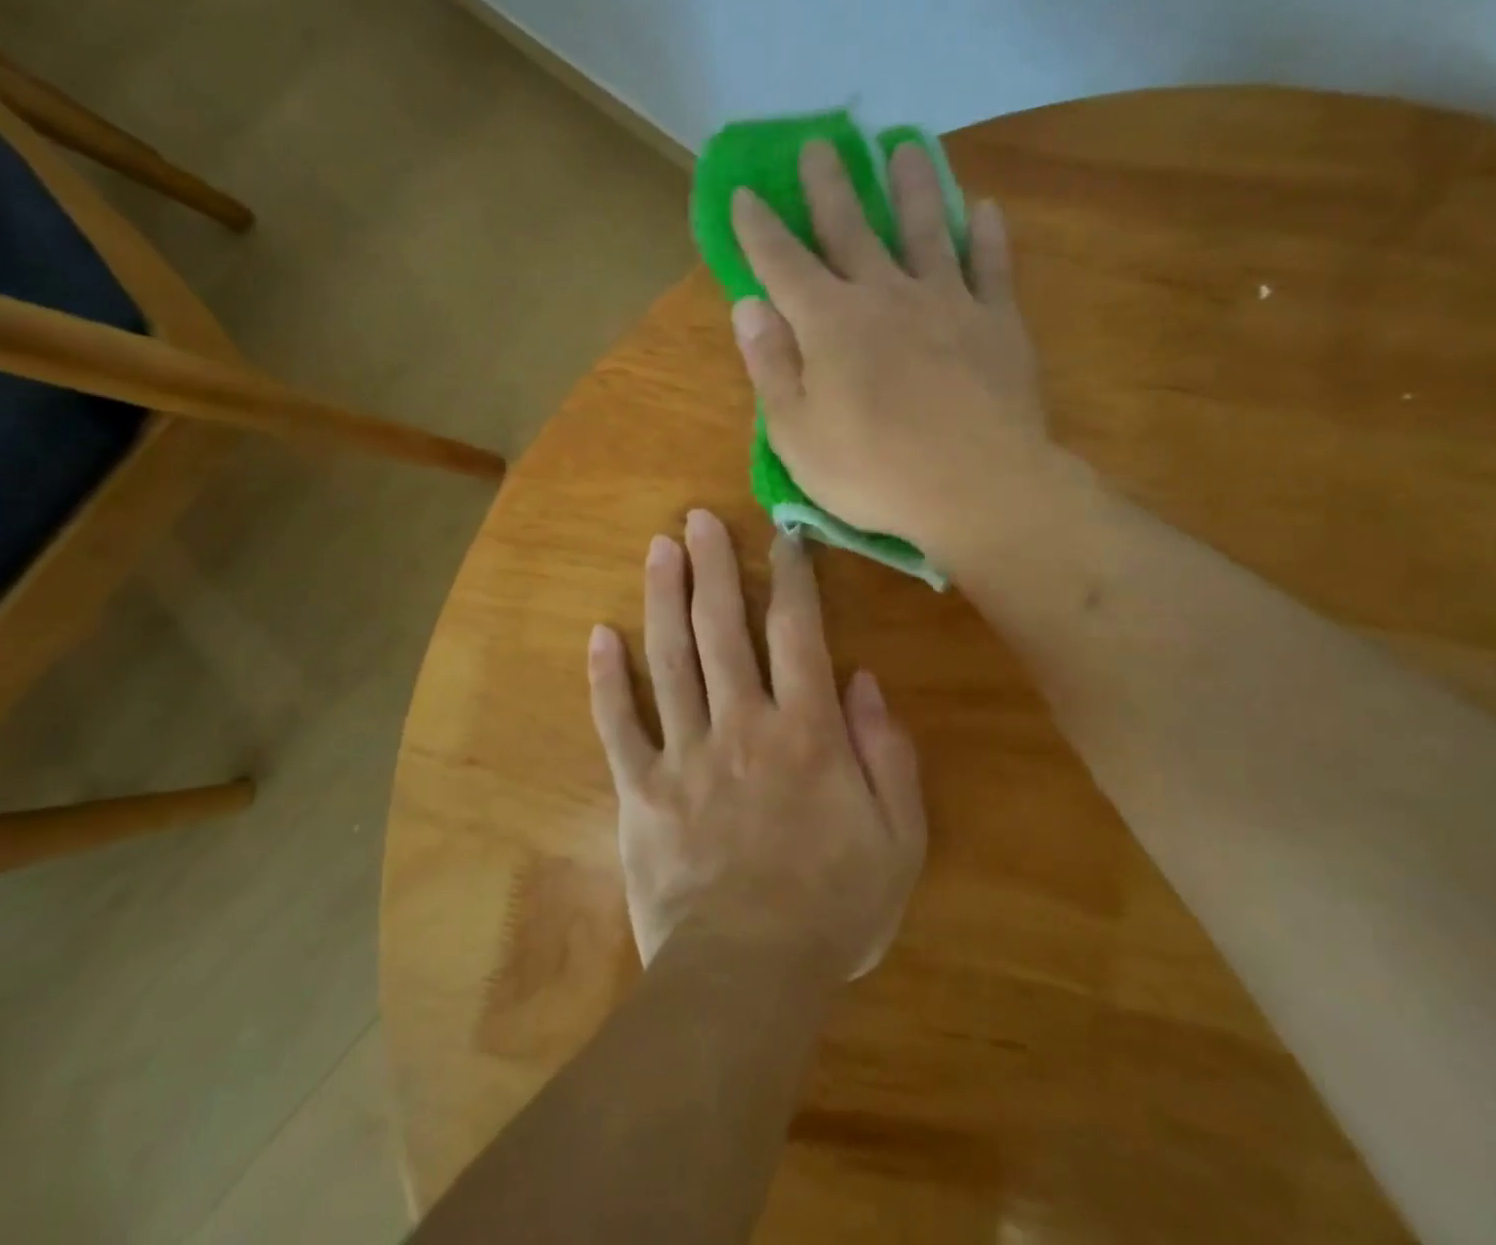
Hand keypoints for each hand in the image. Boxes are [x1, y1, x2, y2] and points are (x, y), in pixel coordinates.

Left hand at [587, 510, 925, 979]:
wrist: (748, 977)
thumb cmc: (832, 910)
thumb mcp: (897, 840)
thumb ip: (888, 755)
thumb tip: (864, 682)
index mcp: (806, 733)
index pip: (798, 634)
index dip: (791, 579)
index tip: (781, 538)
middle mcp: (742, 725)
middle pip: (724, 630)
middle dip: (713, 568)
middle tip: (697, 518)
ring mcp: (684, 754)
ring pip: (670, 660)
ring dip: (663, 600)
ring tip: (658, 549)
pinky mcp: (641, 789)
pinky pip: (619, 725)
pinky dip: (606, 680)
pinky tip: (598, 635)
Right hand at [728, 140, 1052, 566]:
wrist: (977, 489)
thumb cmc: (873, 471)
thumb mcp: (796, 434)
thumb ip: (771, 366)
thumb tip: (748, 307)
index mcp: (829, 323)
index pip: (782, 263)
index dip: (759, 228)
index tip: (745, 192)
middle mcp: (885, 295)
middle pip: (851, 227)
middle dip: (830, 185)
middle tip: (821, 143)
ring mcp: (947, 302)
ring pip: (925, 229)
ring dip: (912, 186)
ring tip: (905, 147)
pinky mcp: (997, 323)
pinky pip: (991, 267)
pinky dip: (987, 235)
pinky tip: (983, 208)